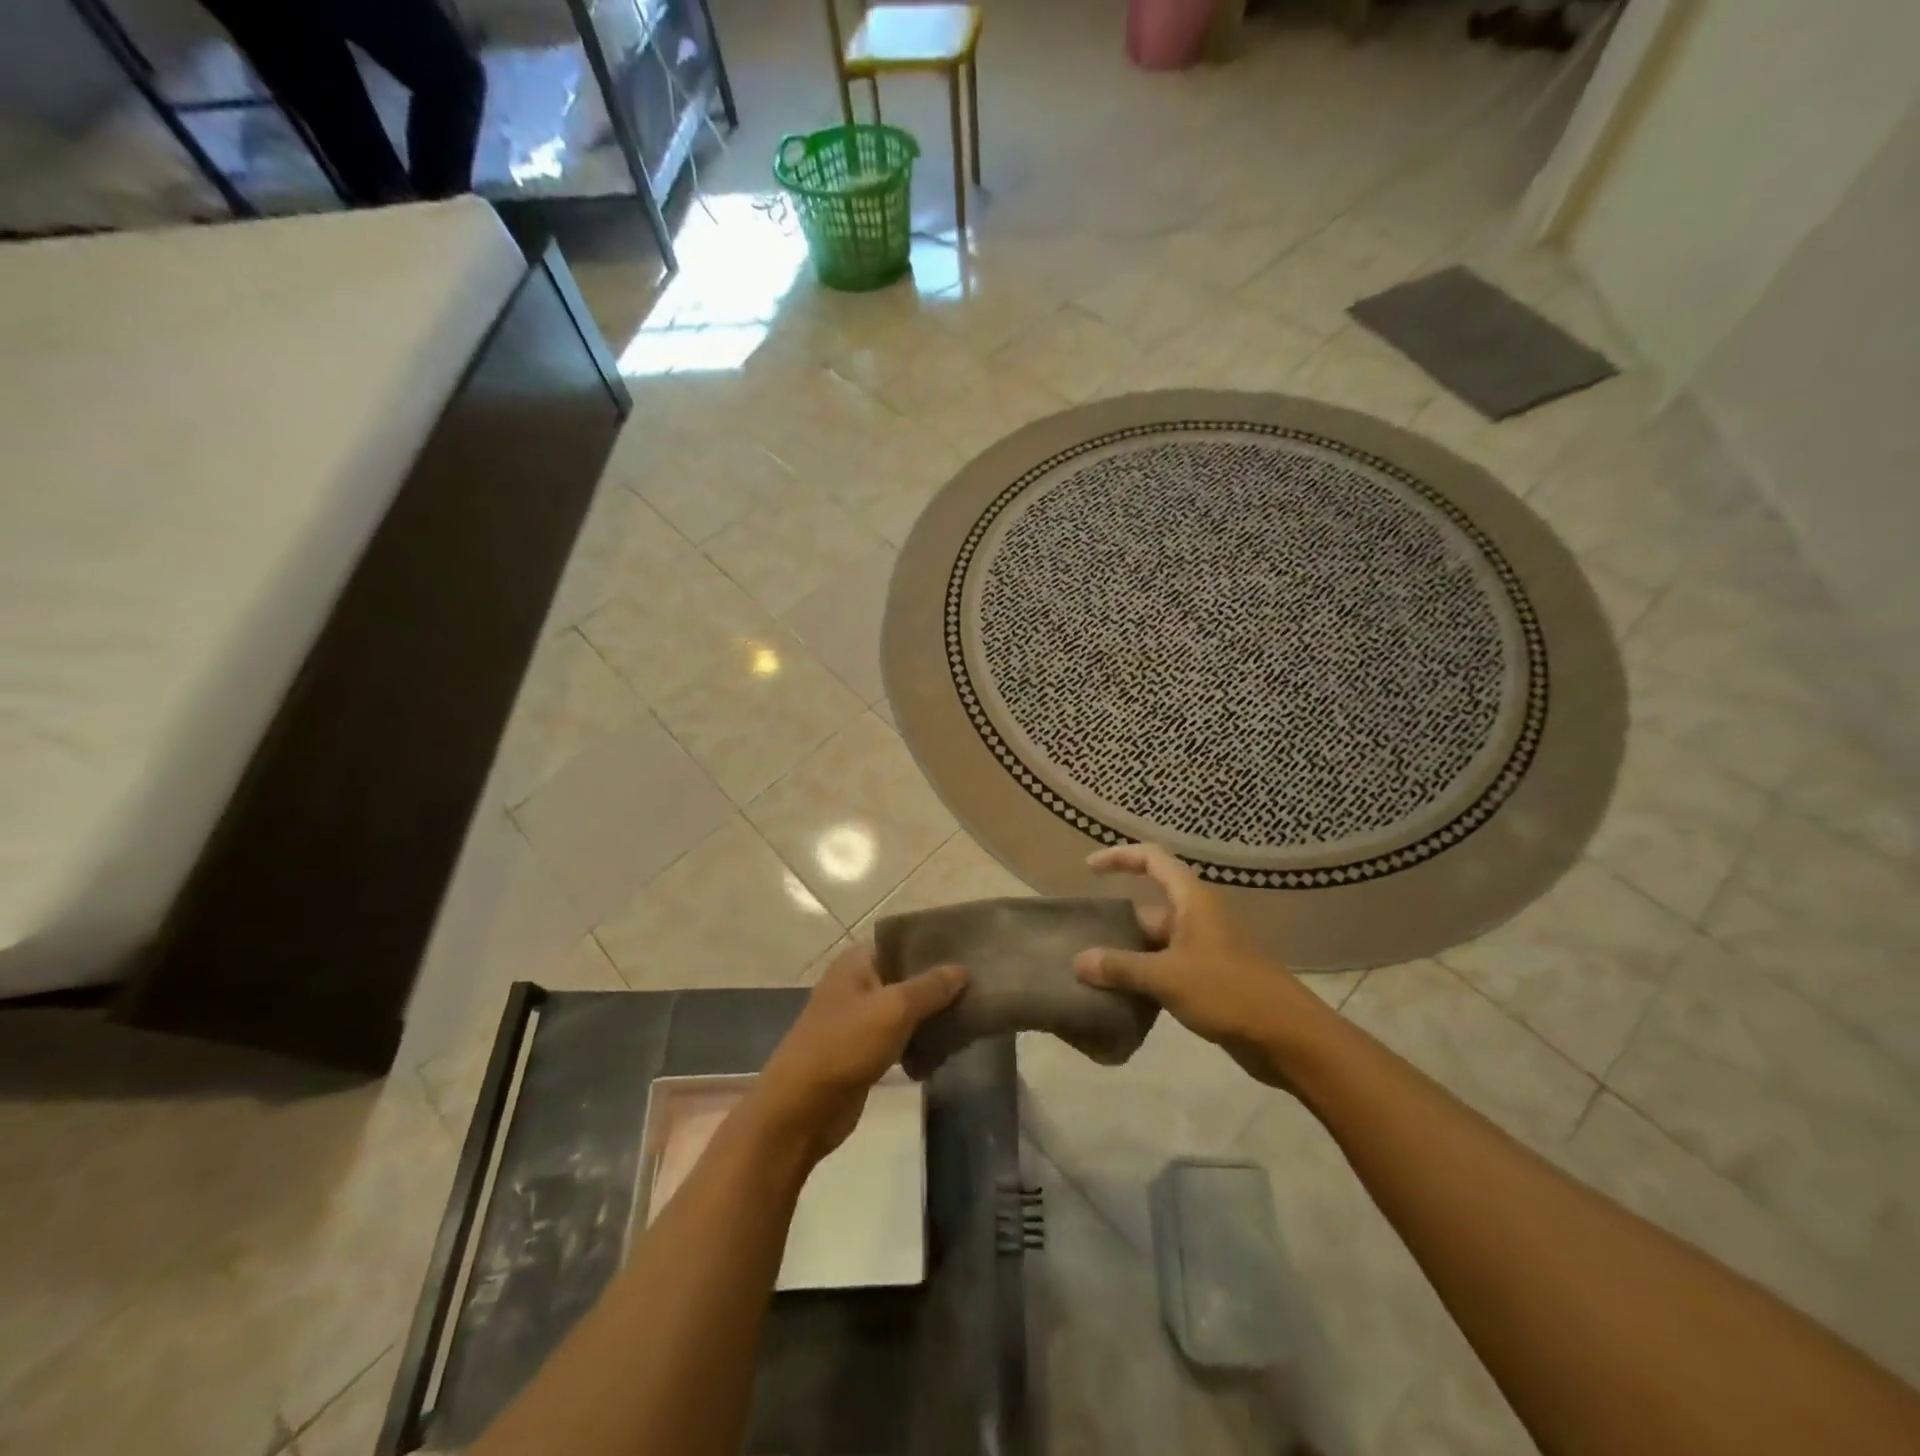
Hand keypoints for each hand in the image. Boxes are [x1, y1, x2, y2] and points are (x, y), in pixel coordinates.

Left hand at [753, 942, 964, 1160]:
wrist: (801, 1109)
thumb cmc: (845, 1045)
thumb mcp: (894, 1009)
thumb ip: (930, 987)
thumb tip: (962, 969)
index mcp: (857, 962)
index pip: (901, 942)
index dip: (933, 946)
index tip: (970, 951)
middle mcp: (857, 984)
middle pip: (906, 976)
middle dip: (938, 984)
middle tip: (979, 988)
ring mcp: (858, 1019)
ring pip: (905, 1010)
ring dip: (932, 1017)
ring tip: (971, 1018)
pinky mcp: (863, 1052)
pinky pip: (899, 1039)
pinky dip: (919, 1043)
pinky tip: (947, 1050)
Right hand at [1072, 843, 1325, 1085]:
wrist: (1288, 1038)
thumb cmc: (1228, 992)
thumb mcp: (1167, 976)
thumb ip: (1120, 967)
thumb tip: (1079, 961)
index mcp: (1192, 901)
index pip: (1153, 860)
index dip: (1120, 857)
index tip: (1089, 868)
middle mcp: (1198, 918)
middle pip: (1149, 907)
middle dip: (1117, 922)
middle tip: (1080, 940)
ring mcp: (1205, 949)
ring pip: (1156, 943)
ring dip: (1128, 954)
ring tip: (1091, 972)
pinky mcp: (1209, 980)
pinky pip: (1167, 968)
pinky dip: (1144, 977)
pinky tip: (1121, 997)